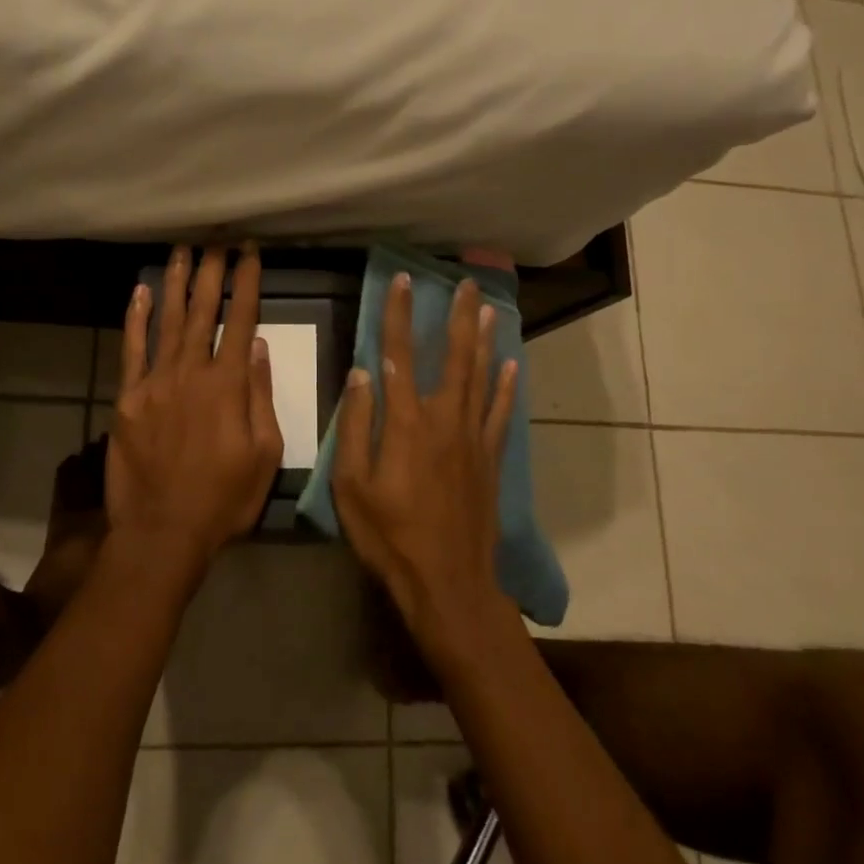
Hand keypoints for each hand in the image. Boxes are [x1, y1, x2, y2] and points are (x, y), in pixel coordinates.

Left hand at [104, 245, 284, 579]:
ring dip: (176, 283)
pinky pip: (132, 350)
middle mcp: (190, 372)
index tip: (251, 252)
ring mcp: (154, 383)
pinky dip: (137, 319)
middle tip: (217, 241)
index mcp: (228, 385)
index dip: (247, 282)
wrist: (162, 532)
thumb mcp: (265, 454)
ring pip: (168, 321)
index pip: (241, 320)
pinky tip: (141, 292)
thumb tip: (259, 347)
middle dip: (212, 272)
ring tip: (183, 251)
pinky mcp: (127, 398)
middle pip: (203, 310)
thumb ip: (261, 396)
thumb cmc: (224, 499)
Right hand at [332, 273, 518, 640]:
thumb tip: (361, 373)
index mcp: (406, 423)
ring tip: (489, 308)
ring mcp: (473, 438)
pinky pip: (501, 412)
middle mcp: (444, 419)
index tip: (402, 281)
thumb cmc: (390, 536)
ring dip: (484, 340)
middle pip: (453, 356)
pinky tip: (512, 365)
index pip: (397, 355)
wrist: (448, 582)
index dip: (398, 315)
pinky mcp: (490, 458)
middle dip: (458, 316)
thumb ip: (357, 426)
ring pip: (481, 377)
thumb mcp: (351, 486)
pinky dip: (507, 386)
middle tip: (466, 283)